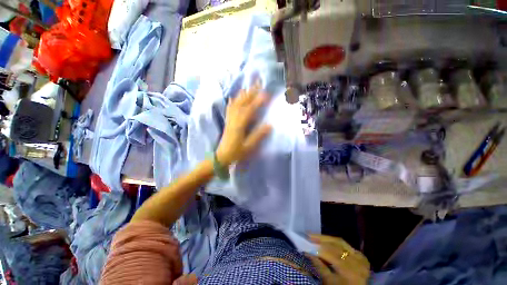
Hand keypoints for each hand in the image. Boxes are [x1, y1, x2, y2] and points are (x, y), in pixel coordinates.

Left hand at [216, 82, 271, 166]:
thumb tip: (269, 125)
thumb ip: (258, 136)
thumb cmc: (236, 153)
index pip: (250, 110)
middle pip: (242, 103)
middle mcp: (234, 119)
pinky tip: (234, 97)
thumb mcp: (248, 147)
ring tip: (249, 87)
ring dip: (243, 95)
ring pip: (236, 103)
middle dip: (250, 92)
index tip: (266, 93)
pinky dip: (233, 101)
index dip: (257, 101)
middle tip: (258, 83)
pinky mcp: (228, 121)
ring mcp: (230, 119)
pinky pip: (230, 108)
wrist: (221, 156)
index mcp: (240, 125)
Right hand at [306, 234, 369, 284]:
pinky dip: (334, 241)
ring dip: (326, 238)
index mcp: (349, 271)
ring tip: (314, 235)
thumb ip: (319, 265)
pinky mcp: (361, 255)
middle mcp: (357, 262)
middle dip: (320, 239)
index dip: (317, 248)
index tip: (305, 243)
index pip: (331, 254)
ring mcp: (360, 257)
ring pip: (340, 242)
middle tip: (308, 235)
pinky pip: (345, 245)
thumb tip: (307, 251)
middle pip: (335, 245)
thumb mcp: (328, 281)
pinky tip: (325, 239)